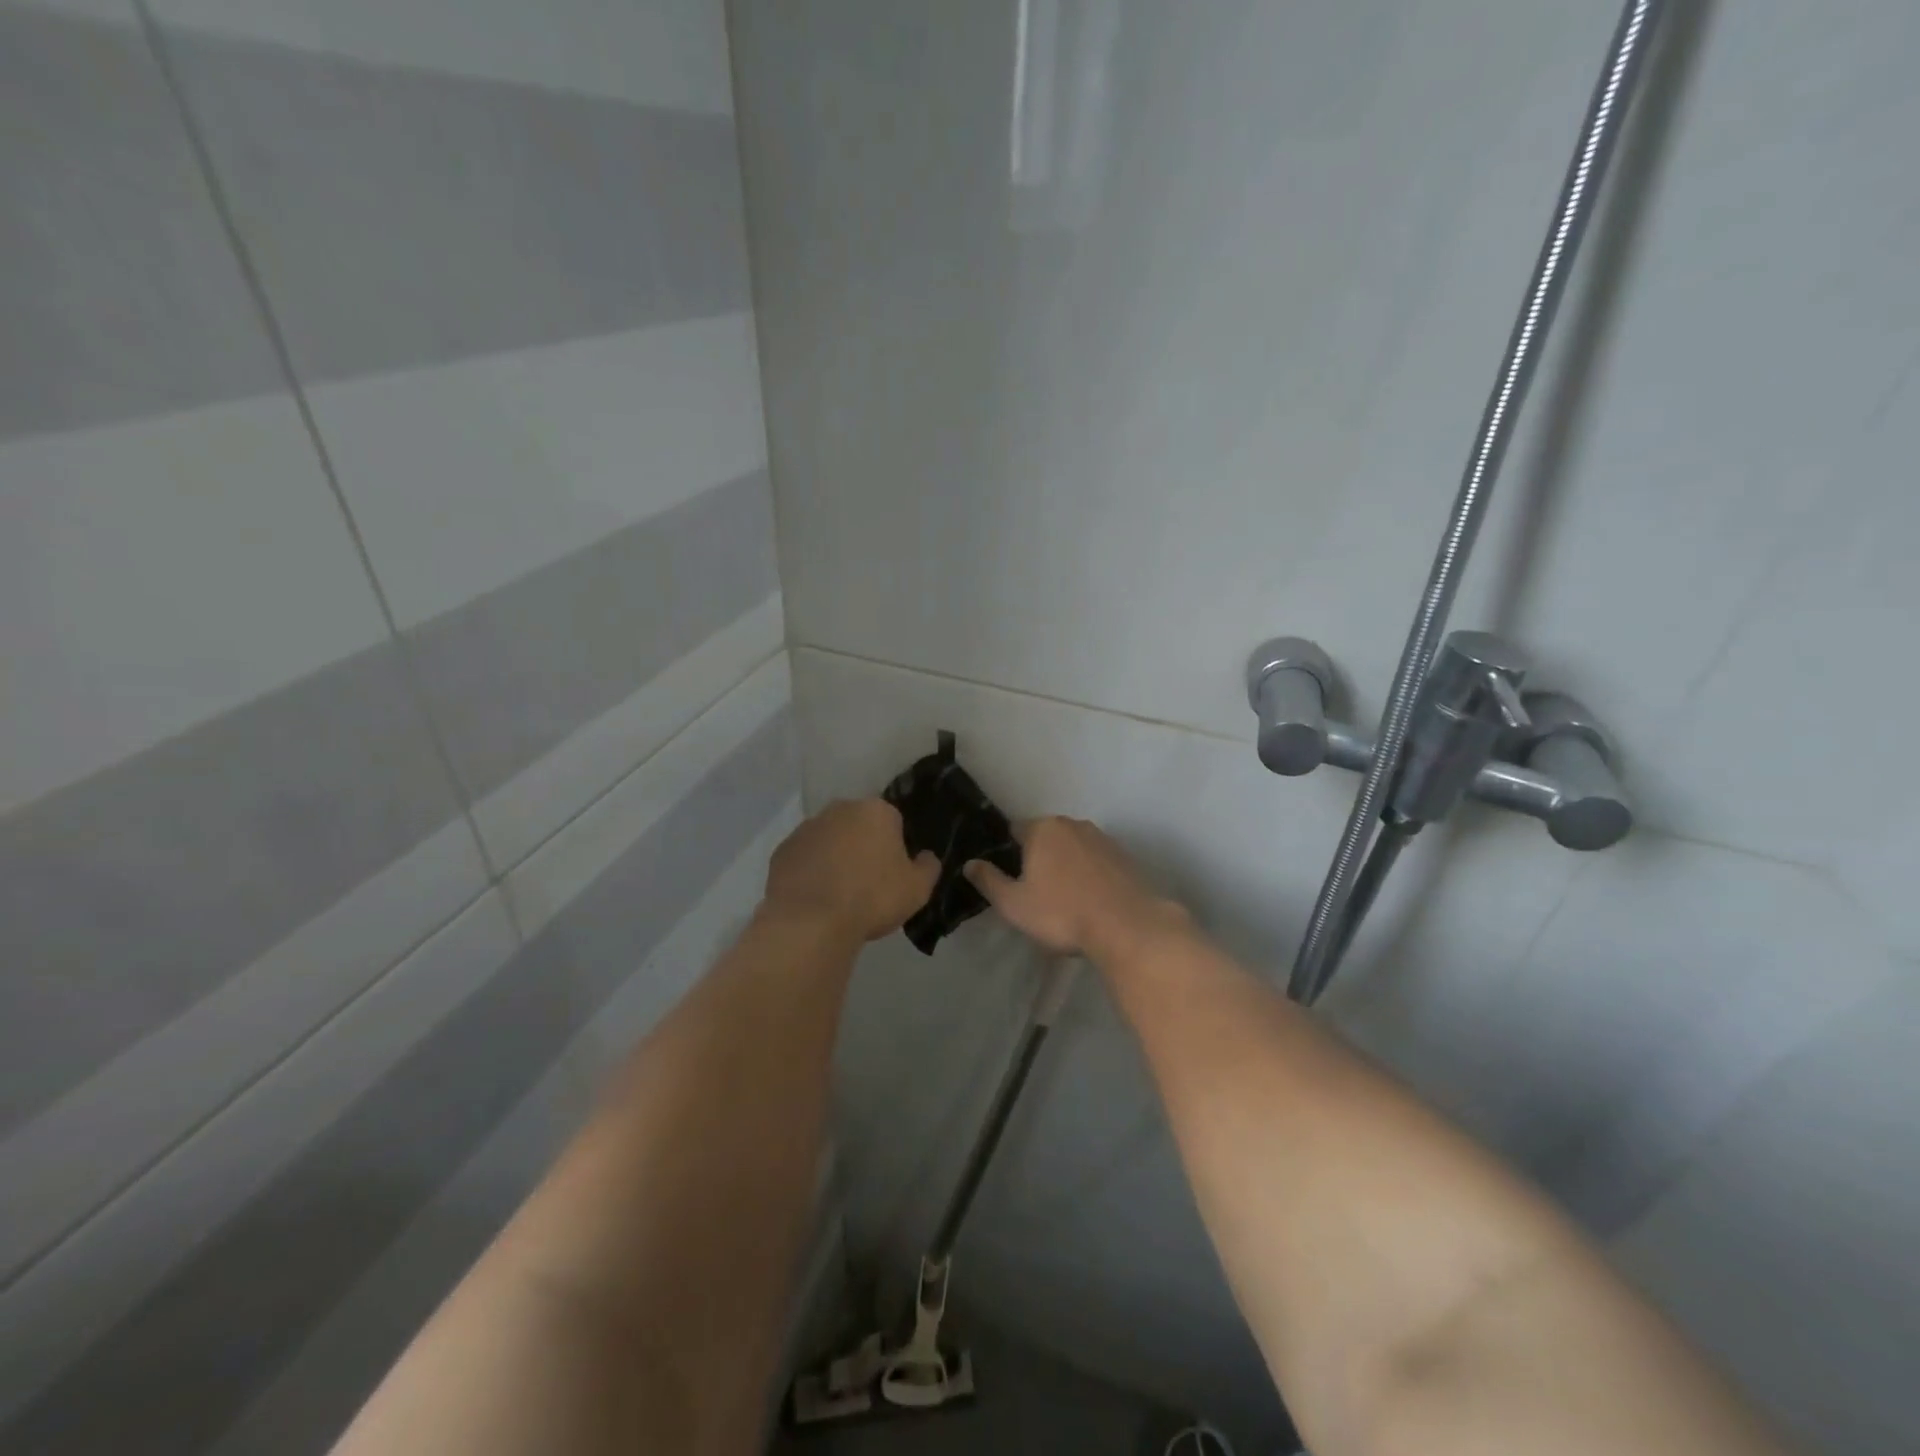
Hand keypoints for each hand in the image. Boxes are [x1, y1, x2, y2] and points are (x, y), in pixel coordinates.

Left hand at [763, 800, 939, 943]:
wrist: (812, 922)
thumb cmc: (873, 898)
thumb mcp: (918, 889)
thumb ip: (928, 867)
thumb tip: (926, 856)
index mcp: (876, 811)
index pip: (893, 821)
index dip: (895, 846)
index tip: (893, 872)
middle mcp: (840, 809)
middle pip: (858, 825)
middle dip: (863, 846)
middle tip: (868, 882)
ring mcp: (806, 828)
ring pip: (829, 839)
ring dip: (835, 857)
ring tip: (839, 894)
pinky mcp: (782, 850)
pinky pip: (804, 857)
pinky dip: (810, 871)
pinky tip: (816, 898)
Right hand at [964, 817, 1187, 959]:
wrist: (1127, 926)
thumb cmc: (1062, 913)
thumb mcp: (1013, 904)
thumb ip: (988, 881)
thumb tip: (970, 864)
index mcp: (1042, 829)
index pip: (1014, 830)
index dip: (1007, 852)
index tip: (1009, 877)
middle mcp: (1072, 824)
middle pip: (1045, 837)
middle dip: (1038, 857)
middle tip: (1034, 891)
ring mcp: (1102, 838)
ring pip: (1073, 848)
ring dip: (1065, 865)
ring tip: (1064, 897)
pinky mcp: (1125, 856)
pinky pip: (1096, 860)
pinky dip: (1089, 873)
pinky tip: (1090, 899)